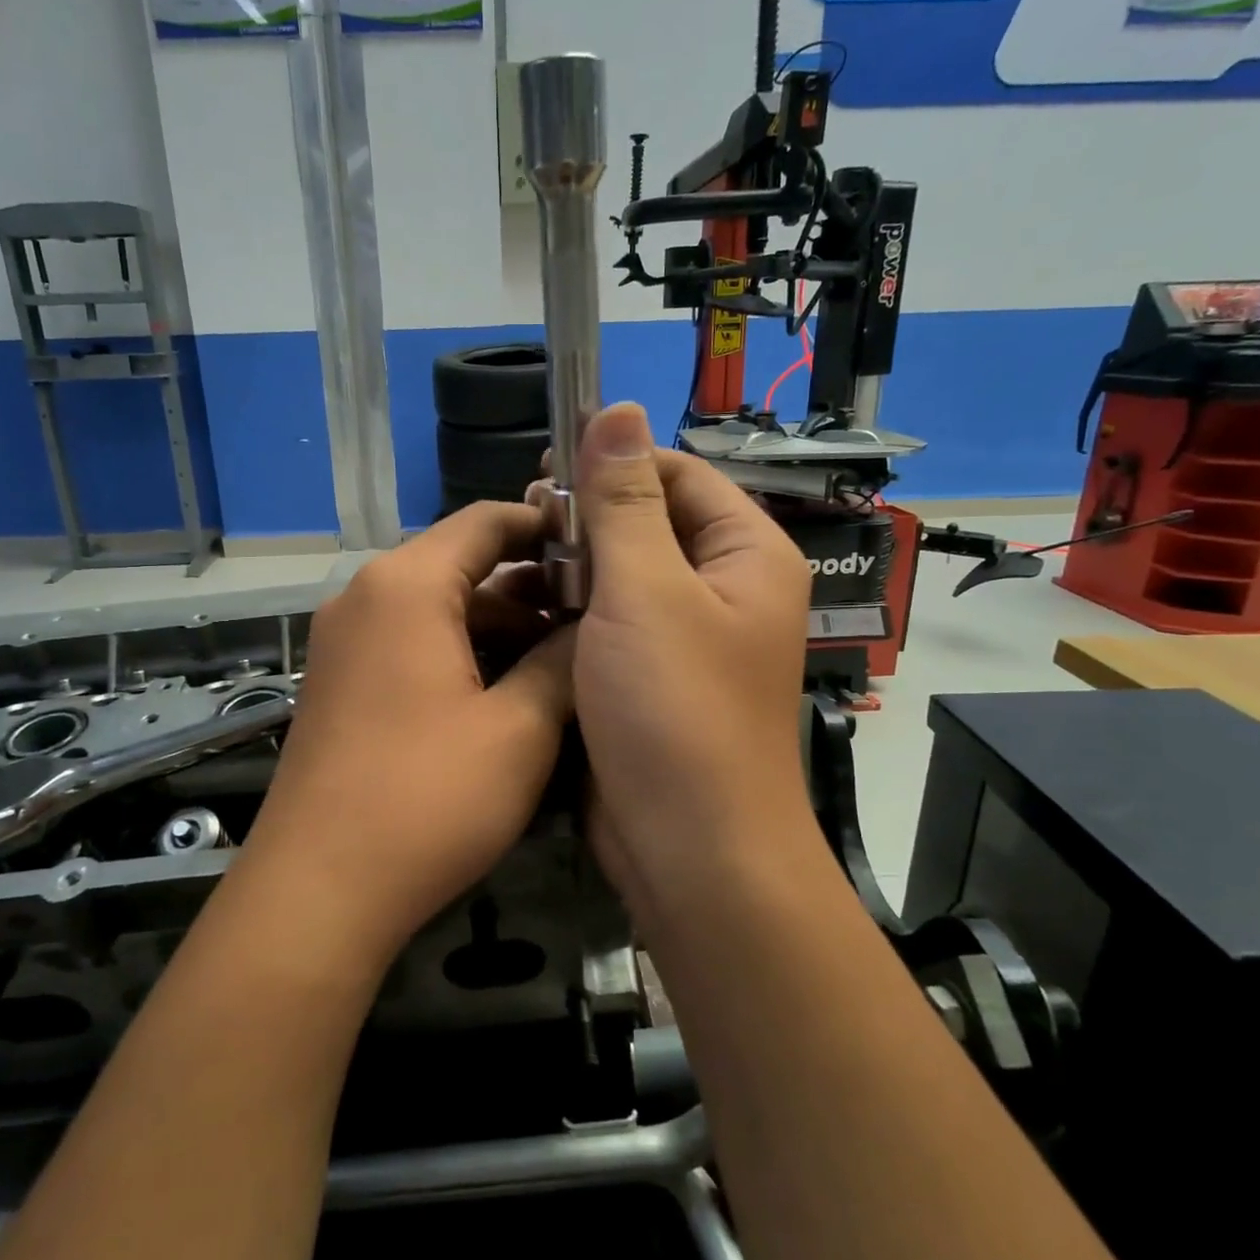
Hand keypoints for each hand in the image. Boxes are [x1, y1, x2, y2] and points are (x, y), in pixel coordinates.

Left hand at [244, 504, 575, 958]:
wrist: (317, 891)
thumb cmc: (427, 799)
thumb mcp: (519, 729)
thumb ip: (562, 661)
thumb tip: (594, 627)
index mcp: (406, 585)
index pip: (487, 521)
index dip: (548, 528)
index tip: (602, 552)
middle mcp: (366, 597)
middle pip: (462, 566)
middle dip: (531, 592)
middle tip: (594, 624)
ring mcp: (345, 642)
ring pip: (439, 611)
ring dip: (499, 631)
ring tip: (562, 667)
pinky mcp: (340, 683)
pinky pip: (412, 646)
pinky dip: (461, 657)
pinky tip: (507, 698)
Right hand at [568, 403, 812, 925]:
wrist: (690, 852)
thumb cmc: (675, 711)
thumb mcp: (644, 592)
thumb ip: (624, 500)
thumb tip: (618, 407)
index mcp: (745, 555)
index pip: (678, 474)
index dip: (614, 463)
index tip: (545, 471)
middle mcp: (723, 590)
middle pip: (648, 525)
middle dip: (586, 522)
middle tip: (524, 526)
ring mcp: (685, 639)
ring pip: (621, 578)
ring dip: (571, 570)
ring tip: (513, 573)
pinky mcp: (650, 680)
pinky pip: (609, 626)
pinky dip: (570, 616)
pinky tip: (523, 616)